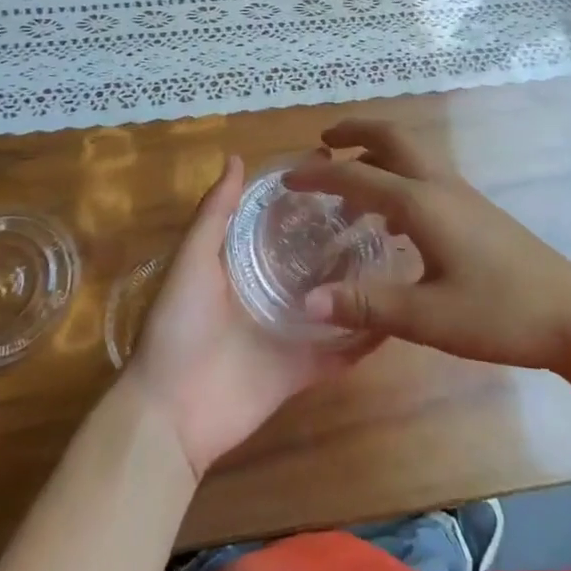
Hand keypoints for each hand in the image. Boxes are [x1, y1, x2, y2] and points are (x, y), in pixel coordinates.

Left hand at [122, 155, 377, 478]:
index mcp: (243, 264)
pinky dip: (365, 340)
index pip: (282, 220)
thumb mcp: (192, 260)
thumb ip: (215, 213)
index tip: (340, 166)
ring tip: (401, 253)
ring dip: (360, 284)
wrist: (169, 414)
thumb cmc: (178, 326)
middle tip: (384, 209)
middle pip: (314, 259)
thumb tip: (236, 157)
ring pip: (333, 301)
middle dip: (342, 236)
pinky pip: (340, 353)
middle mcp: (270, 292)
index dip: (307, 196)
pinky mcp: (302, 370)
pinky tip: (397, 318)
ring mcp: (289, 332)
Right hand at [287, 120, 570, 370]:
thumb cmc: (497, 314)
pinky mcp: (474, 208)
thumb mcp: (426, 318)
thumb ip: (366, 306)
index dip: (319, 175)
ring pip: (411, 152)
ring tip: (349, 180)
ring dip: (376, 152)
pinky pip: (425, 173)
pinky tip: (392, 220)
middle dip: (355, 130)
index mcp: (421, 204)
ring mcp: (461, 193)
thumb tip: (308, 302)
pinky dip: (397, 175)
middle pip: (392, 136)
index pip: (358, 175)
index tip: (287, 178)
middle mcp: (439, 185)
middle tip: (323, 140)